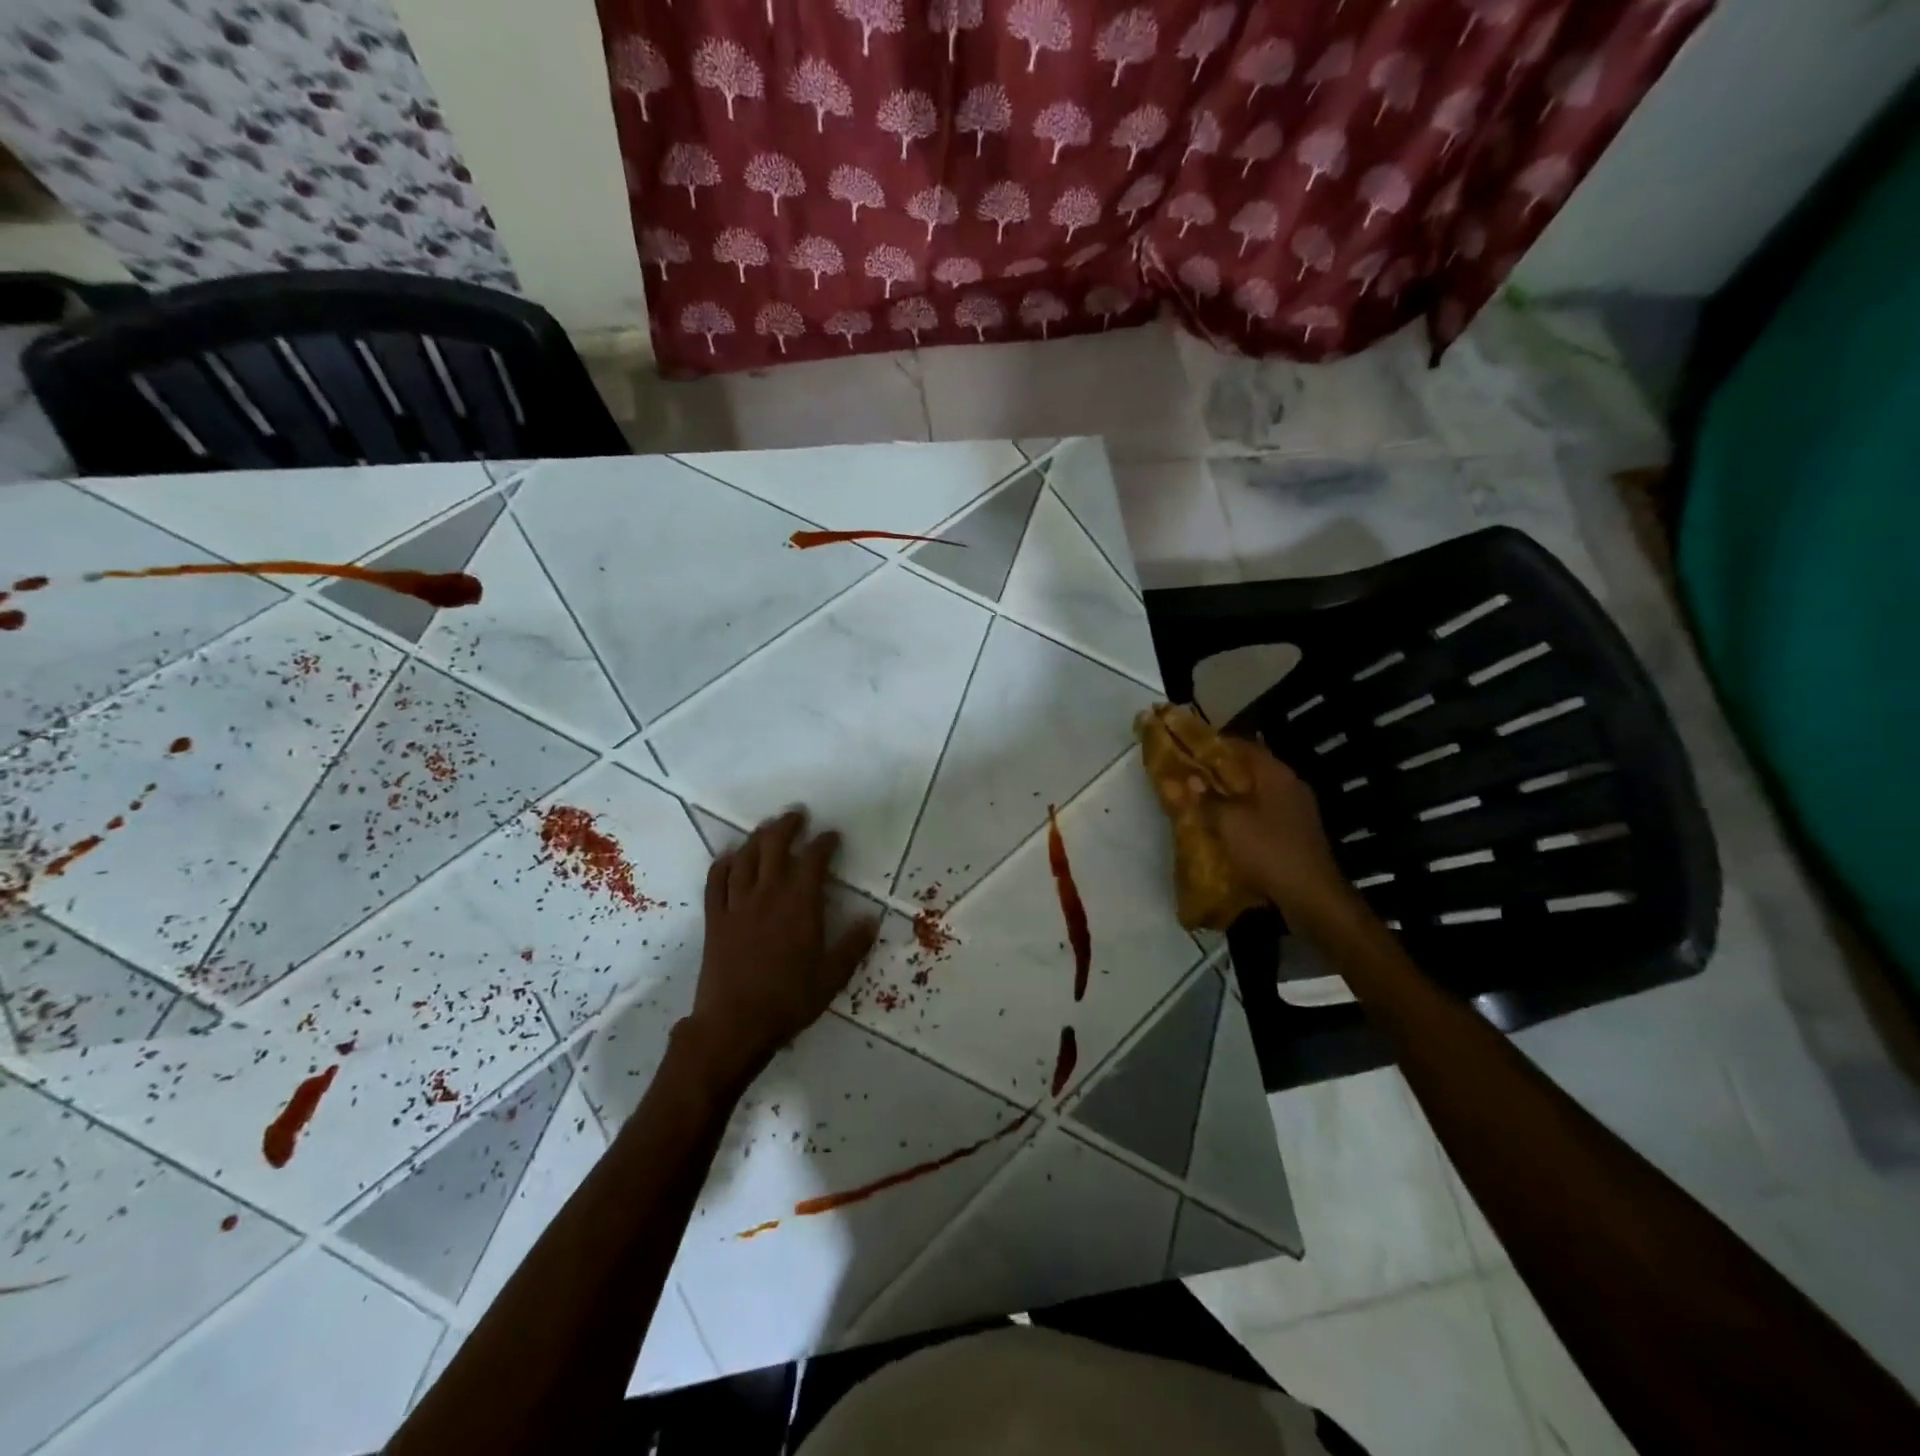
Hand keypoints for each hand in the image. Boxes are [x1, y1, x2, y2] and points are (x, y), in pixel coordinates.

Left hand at [682, 808, 878, 1092]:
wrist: (734, 1025)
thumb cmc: (789, 1001)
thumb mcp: (832, 977)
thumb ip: (853, 945)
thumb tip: (872, 919)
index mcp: (800, 905)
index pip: (813, 860)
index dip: (824, 843)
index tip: (832, 835)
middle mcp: (768, 895)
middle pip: (774, 847)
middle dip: (787, 826)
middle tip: (797, 814)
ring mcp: (737, 905)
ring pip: (745, 858)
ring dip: (757, 838)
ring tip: (767, 827)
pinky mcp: (715, 920)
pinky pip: (715, 883)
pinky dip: (722, 865)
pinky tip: (729, 857)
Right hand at [1204, 739, 1351, 916]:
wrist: (1310, 896)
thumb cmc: (1269, 851)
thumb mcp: (1230, 823)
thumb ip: (1208, 799)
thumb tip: (1191, 780)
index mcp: (1277, 775)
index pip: (1243, 746)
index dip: (1214, 745)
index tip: (1188, 748)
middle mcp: (1290, 786)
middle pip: (1250, 770)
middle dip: (1219, 772)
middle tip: (1190, 775)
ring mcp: (1296, 810)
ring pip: (1256, 794)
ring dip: (1230, 796)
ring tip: (1201, 800)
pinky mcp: (1295, 833)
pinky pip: (1263, 814)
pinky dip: (1242, 815)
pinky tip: (1223, 826)